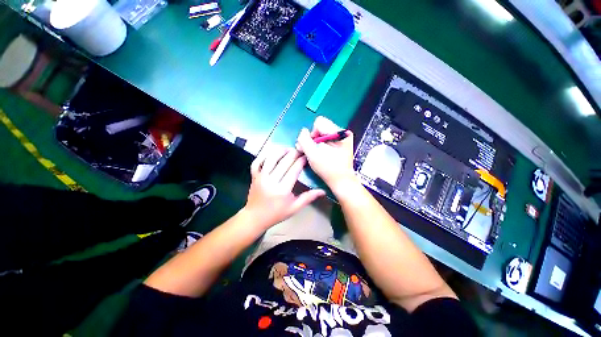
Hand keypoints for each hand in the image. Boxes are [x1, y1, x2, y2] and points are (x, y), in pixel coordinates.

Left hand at [244, 147, 325, 229]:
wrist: (255, 217)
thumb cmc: (276, 214)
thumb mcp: (294, 208)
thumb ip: (308, 198)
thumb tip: (323, 191)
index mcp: (282, 190)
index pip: (294, 169)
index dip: (301, 160)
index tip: (307, 156)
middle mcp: (271, 180)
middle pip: (284, 161)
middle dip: (294, 153)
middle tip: (300, 150)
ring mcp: (260, 177)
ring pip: (271, 158)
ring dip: (281, 151)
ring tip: (289, 149)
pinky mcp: (254, 175)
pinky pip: (258, 161)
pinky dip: (265, 155)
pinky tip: (273, 153)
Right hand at [296, 116, 357, 192]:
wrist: (342, 181)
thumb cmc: (328, 169)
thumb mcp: (313, 155)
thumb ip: (304, 140)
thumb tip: (303, 131)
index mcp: (339, 133)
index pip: (319, 122)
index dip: (312, 134)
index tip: (312, 147)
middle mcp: (343, 132)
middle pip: (320, 127)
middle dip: (313, 139)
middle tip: (311, 151)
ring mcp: (342, 137)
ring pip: (322, 133)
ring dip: (316, 142)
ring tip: (315, 153)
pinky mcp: (341, 143)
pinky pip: (326, 138)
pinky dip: (320, 145)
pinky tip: (320, 154)